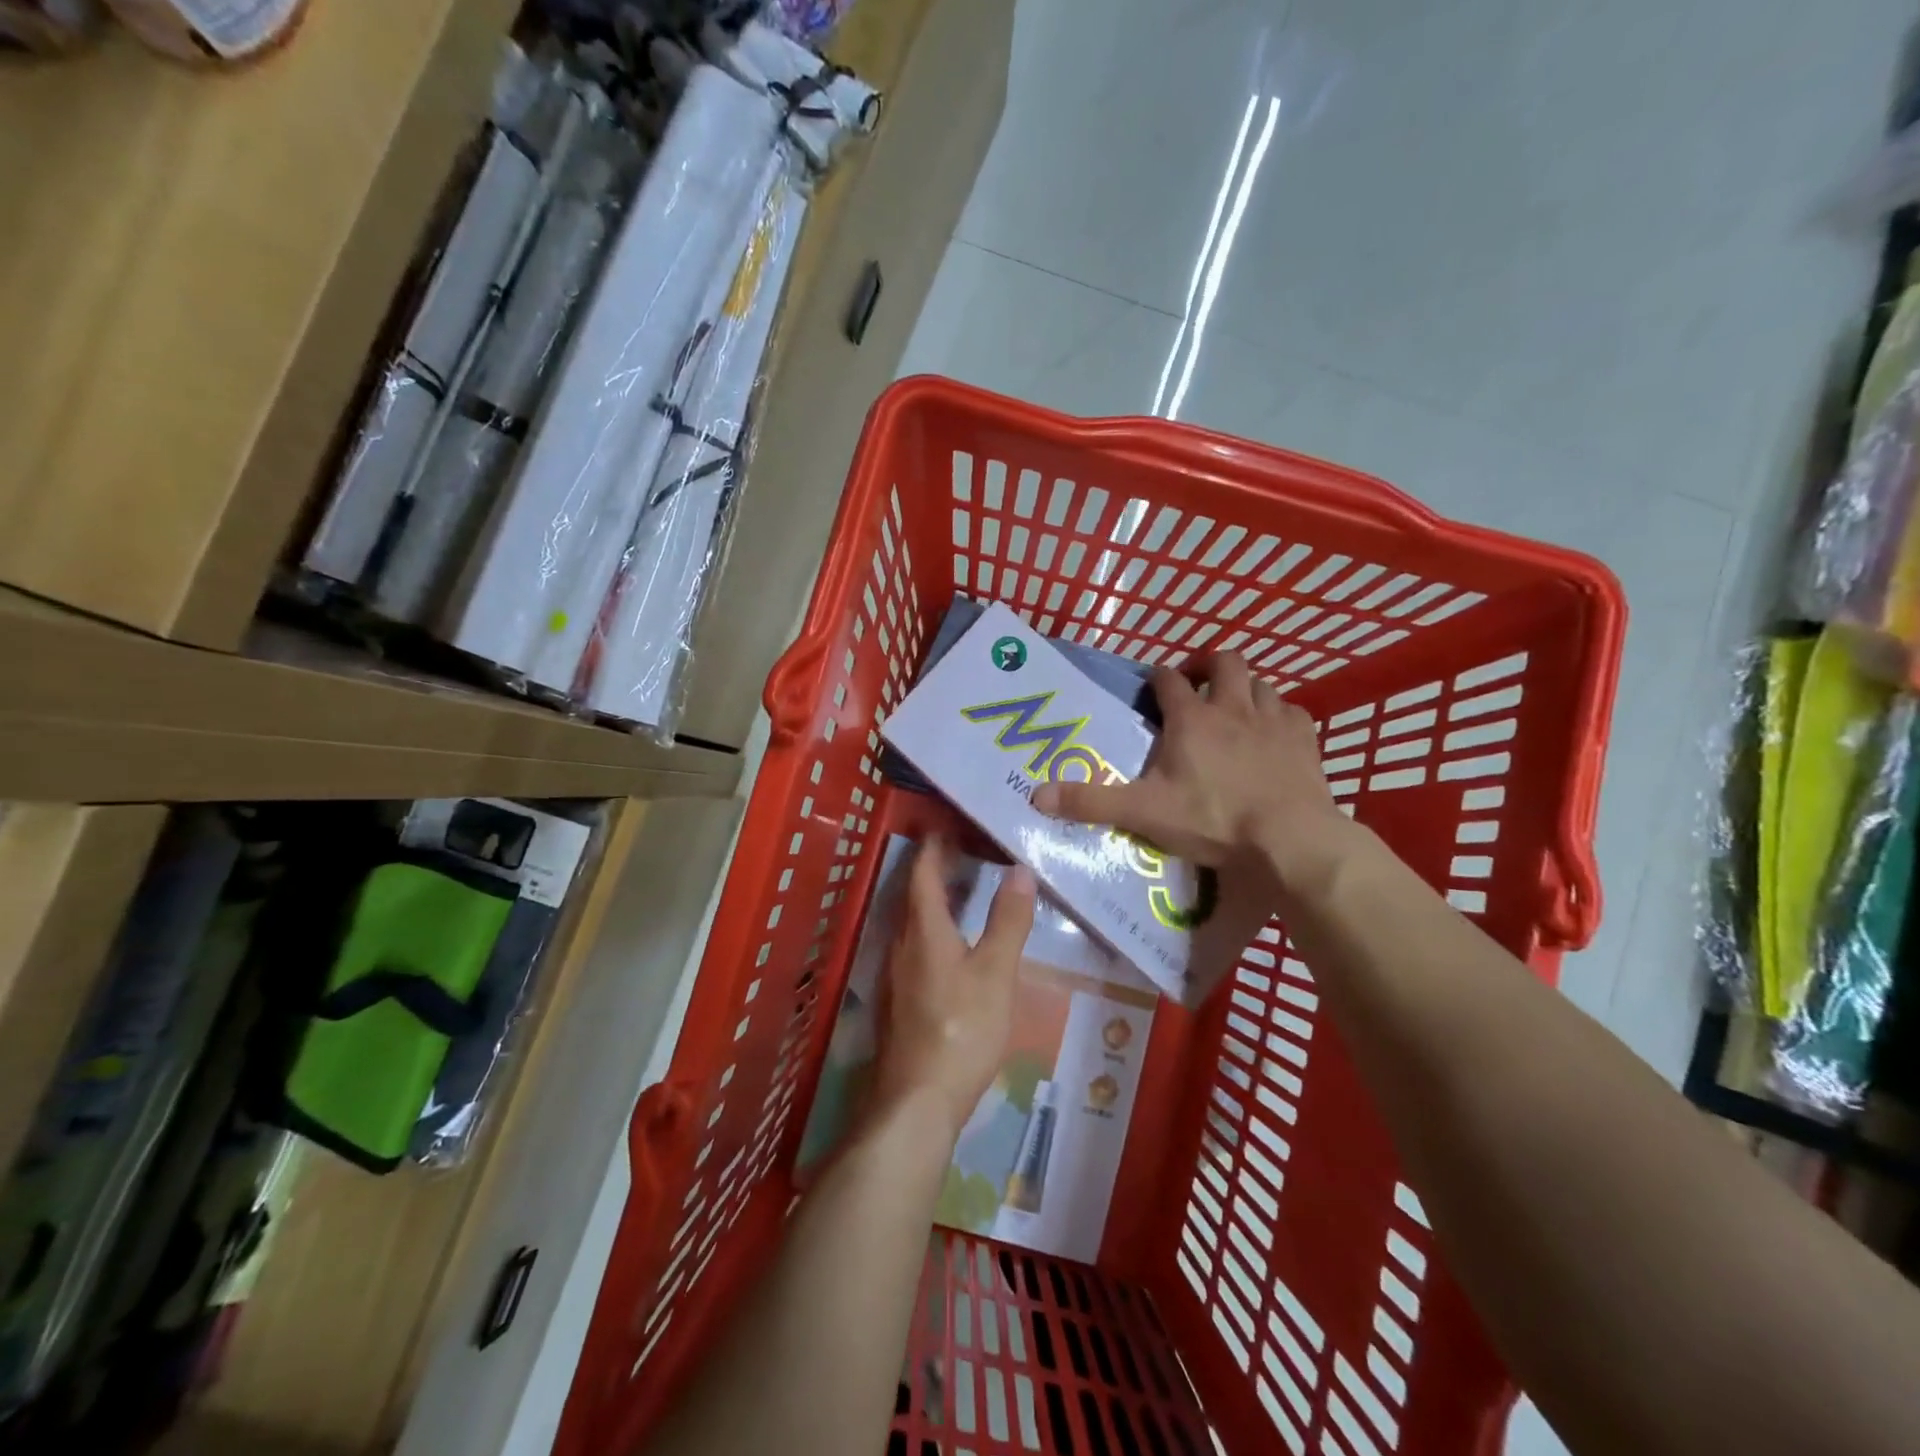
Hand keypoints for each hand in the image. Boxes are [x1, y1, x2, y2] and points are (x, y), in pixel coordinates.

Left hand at [871, 838, 1036, 1138]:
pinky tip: (954, 945)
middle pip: (915, 895)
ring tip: (964, 890)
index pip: (923, 873)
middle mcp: (902, 944)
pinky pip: (916, 947)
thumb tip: (1019, 869)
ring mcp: (897, 975)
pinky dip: (934, 929)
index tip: (949, 824)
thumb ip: (1008, 921)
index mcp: (923, 929)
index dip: (934, 846)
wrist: (917, 1101)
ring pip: (914, 923)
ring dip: (935, 900)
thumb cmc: (961, 1029)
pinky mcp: (900, 1001)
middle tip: (966, 850)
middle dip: (936, 869)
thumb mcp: (996, 973)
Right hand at [1031, 652, 1355, 898]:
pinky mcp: (1305, 740)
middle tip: (1198, 684)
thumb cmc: (1212, 820)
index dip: (1157, 679)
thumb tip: (1036, 796)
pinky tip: (1274, 733)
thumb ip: (1090, 802)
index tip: (1152, 688)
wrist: (1289, 839)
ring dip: (1246, 689)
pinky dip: (1280, 716)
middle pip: (1225, 662)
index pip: (1168, 679)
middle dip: (1209, 666)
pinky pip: (1293, 712)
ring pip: (1261, 683)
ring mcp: (1273, 720)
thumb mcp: (1142, 813)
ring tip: (1235, 708)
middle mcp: (1232, 707)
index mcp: (1191, 719)